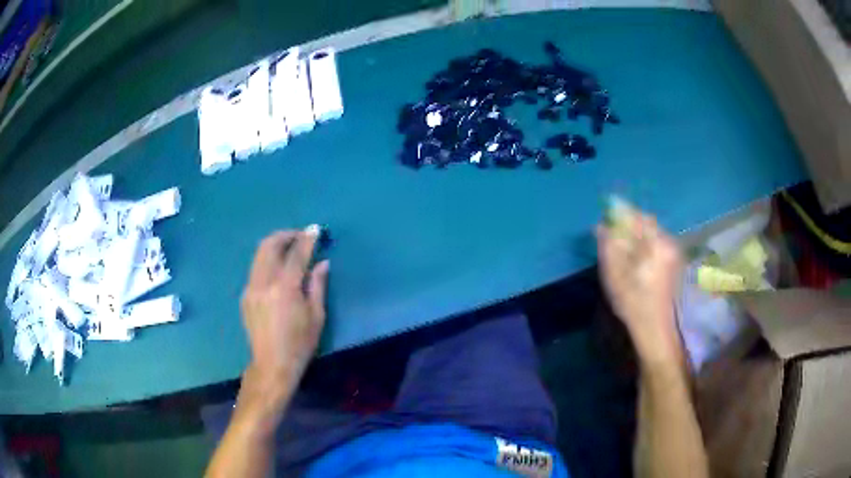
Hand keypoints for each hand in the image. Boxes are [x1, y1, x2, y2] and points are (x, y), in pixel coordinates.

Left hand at [239, 227, 329, 412]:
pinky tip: (277, 269)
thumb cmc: (300, 344)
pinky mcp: (245, 295)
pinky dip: (267, 260)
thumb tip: (322, 263)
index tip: (315, 229)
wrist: (272, 364)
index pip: (296, 254)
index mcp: (285, 288)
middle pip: (269, 246)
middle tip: (299, 235)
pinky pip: (255, 269)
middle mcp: (264, 283)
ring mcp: (251, 288)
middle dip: (285, 235)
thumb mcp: (316, 316)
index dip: (307, 239)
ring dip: (274, 245)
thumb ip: (318, 285)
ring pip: (259, 254)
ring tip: (288, 247)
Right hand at [597, 210, 684, 371]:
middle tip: (613, 237)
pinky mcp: (675, 263)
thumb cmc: (632, 302)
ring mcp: (674, 253)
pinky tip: (637, 262)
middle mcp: (668, 242)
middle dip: (629, 225)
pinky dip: (645, 246)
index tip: (606, 220)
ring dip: (637, 236)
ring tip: (623, 251)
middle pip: (646, 223)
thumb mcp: (614, 274)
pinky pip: (658, 244)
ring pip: (652, 233)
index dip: (620, 214)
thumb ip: (608, 246)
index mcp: (655, 243)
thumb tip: (601, 225)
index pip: (637, 216)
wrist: (655, 329)